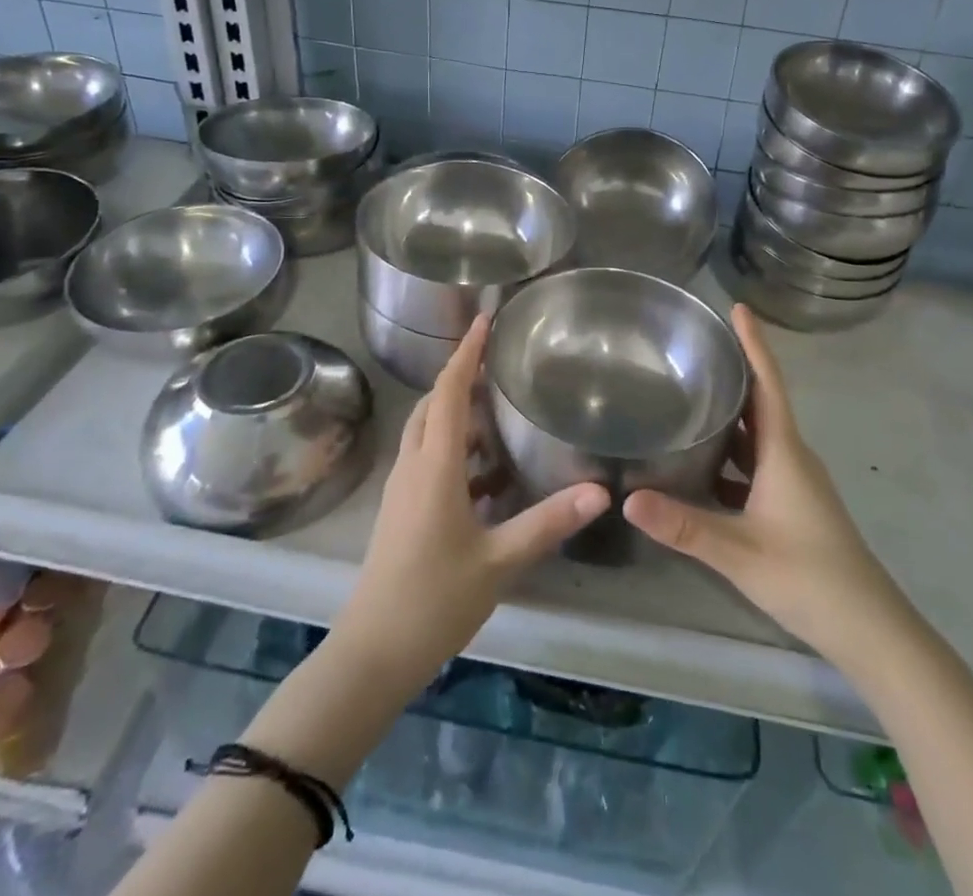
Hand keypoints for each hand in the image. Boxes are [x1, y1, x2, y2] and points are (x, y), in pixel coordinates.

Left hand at [336, 316, 608, 693]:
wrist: (373, 653)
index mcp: (434, 466)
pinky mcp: (401, 511)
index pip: (447, 392)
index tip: (484, 319)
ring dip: (456, 415)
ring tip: (498, 411)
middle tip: (498, 363)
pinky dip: (455, 450)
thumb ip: (549, 522)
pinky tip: (488, 474)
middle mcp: (413, 466)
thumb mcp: (499, 560)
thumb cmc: (434, 600)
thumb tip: (600, 491)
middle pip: (432, 405)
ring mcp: (402, 490)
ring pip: (428, 433)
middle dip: (461, 377)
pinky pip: (428, 460)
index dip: (466, 353)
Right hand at [624, 305, 903, 661]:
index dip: (754, 344)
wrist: (869, 629)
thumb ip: (684, 526)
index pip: (768, 383)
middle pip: (760, 402)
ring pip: (756, 435)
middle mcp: (791, 456)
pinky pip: (755, 464)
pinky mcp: (790, 504)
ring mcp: (793, 481)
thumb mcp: (740, 553)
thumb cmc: (809, 577)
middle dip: (733, 372)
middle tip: (694, 348)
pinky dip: (730, 454)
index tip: (737, 307)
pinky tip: (700, 464)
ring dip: (729, 414)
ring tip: (689, 395)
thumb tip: (627, 499)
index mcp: (784, 452)